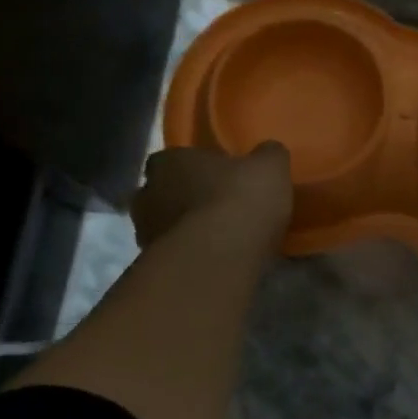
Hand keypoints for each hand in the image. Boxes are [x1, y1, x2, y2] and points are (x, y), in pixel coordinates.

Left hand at [132, 143, 293, 249]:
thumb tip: (268, 152)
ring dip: (188, 228)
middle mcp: (148, 193)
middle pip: (165, 191)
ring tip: (221, 236)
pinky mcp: (155, 266)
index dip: (195, 165)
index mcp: (170, 161)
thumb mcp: (271, 167)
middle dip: (187, 197)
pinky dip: (192, 254)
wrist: (218, 260)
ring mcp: (147, 232)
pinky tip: (217, 258)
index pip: (173, 158)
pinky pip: (176, 253)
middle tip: (219, 205)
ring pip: (168, 224)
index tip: (219, 174)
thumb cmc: (239, 200)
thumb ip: (267, 155)